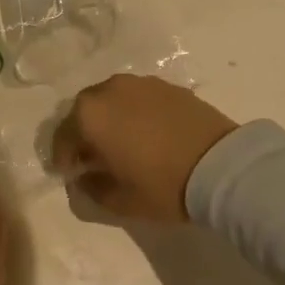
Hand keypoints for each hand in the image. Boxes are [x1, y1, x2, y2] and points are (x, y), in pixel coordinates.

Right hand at [50, 74, 238, 224]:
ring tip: (121, 144)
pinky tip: (147, 134)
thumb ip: (92, 188)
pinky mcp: (167, 86)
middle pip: (85, 111)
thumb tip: (83, 178)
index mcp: (90, 115)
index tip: (69, 174)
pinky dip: (134, 113)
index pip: (62, 135)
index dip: (62, 158)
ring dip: (109, 119)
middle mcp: (109, 90)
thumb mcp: (120, 200)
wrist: (222, 167)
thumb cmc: (162, 185)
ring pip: (112, 100)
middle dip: (84, 133)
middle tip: (92, 157)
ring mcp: (140, 84)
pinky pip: (138, 98)